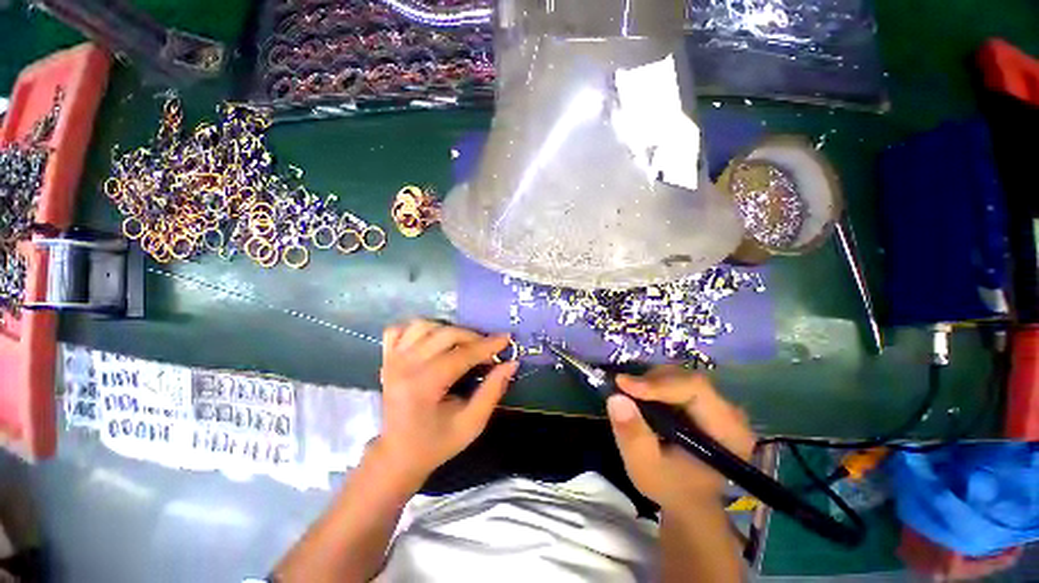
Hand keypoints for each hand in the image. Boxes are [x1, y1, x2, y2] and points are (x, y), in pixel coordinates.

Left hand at [373, 319, 518, 487]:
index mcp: (423, 385)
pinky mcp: (386, 359)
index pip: (461, 355)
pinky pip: (400, 329)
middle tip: (488, 349)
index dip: (487, 346)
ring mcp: (391, 360)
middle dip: (473, 337)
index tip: (507, 339)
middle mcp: (404, 366)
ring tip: (464, 344)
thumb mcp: (471, 424)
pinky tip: (433, 340)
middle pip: (445, 334)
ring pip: (423, 325)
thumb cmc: (436, 444)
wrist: (397, 456)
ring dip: (448, 330)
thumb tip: (511, 364)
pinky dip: (418, 329)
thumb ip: (492, 391)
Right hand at [606, 366, 754, 509]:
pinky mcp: (704, 402)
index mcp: (727, 431)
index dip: (658, 383)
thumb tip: (616, 398)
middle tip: (623, 389)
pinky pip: (678, 382)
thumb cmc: (671, 488)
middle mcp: (729, 412)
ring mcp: (718, 405)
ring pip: (681, 377)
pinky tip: (641, 396)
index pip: (695, 389)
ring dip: (651, 381)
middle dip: (651, 380)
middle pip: (687, 379)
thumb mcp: (645, 468)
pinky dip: (655, 385)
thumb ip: (632, 435)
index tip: (623, 385)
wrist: (689, 500)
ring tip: (630, 394)